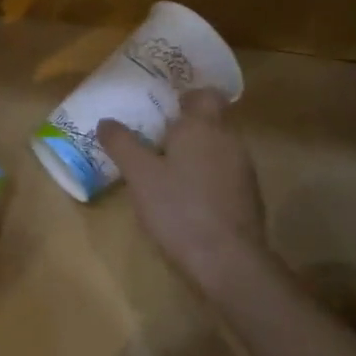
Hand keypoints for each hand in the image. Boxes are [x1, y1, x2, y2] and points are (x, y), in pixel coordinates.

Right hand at [98, 89, 271, 291]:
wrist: (227, 260)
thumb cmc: (179, 208)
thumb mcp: (140, 175)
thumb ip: (122, 144)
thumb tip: (106, 122)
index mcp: (203, 126)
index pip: (205, 94)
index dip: (187, 97)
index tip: (165, 107)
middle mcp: (229, 140)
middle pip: (211, 121)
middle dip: (186, 128)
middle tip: (155, 140)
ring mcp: (244, 170)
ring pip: (218, 149)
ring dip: (196, 155)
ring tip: (167, 171)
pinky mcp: (249, 197)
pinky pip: (225, 174)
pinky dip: (207, 178)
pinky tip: (187, 199)